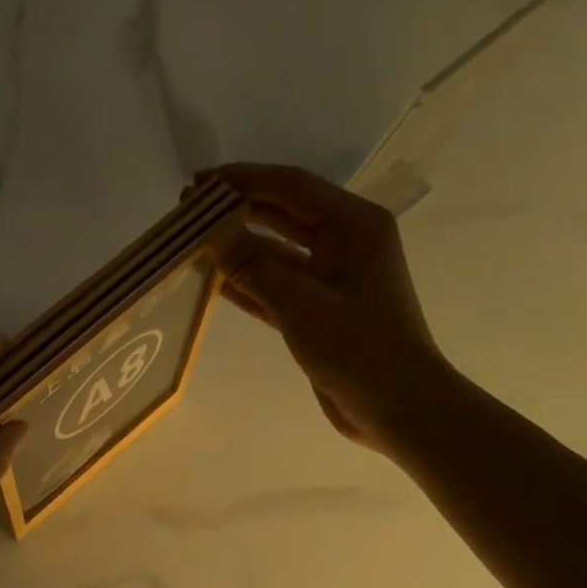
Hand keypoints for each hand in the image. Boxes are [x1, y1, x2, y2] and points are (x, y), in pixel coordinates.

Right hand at [215, 162, 460, 453]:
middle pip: (283, 214)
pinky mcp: (317, 309)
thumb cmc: (358, 348)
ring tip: (192, 243)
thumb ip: (252, 265)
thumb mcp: (300, 303)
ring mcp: (331, 277)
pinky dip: (246, 282)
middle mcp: (345, 242)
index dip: (243, 180)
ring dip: (237, 247)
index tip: (198, 184)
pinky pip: (275, 285)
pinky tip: (212, 282)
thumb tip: (210, 232)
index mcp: (355, 225)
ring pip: (276, 251)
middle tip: (188, 211)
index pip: (292, 187)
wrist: (398, 407)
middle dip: (237, 210)